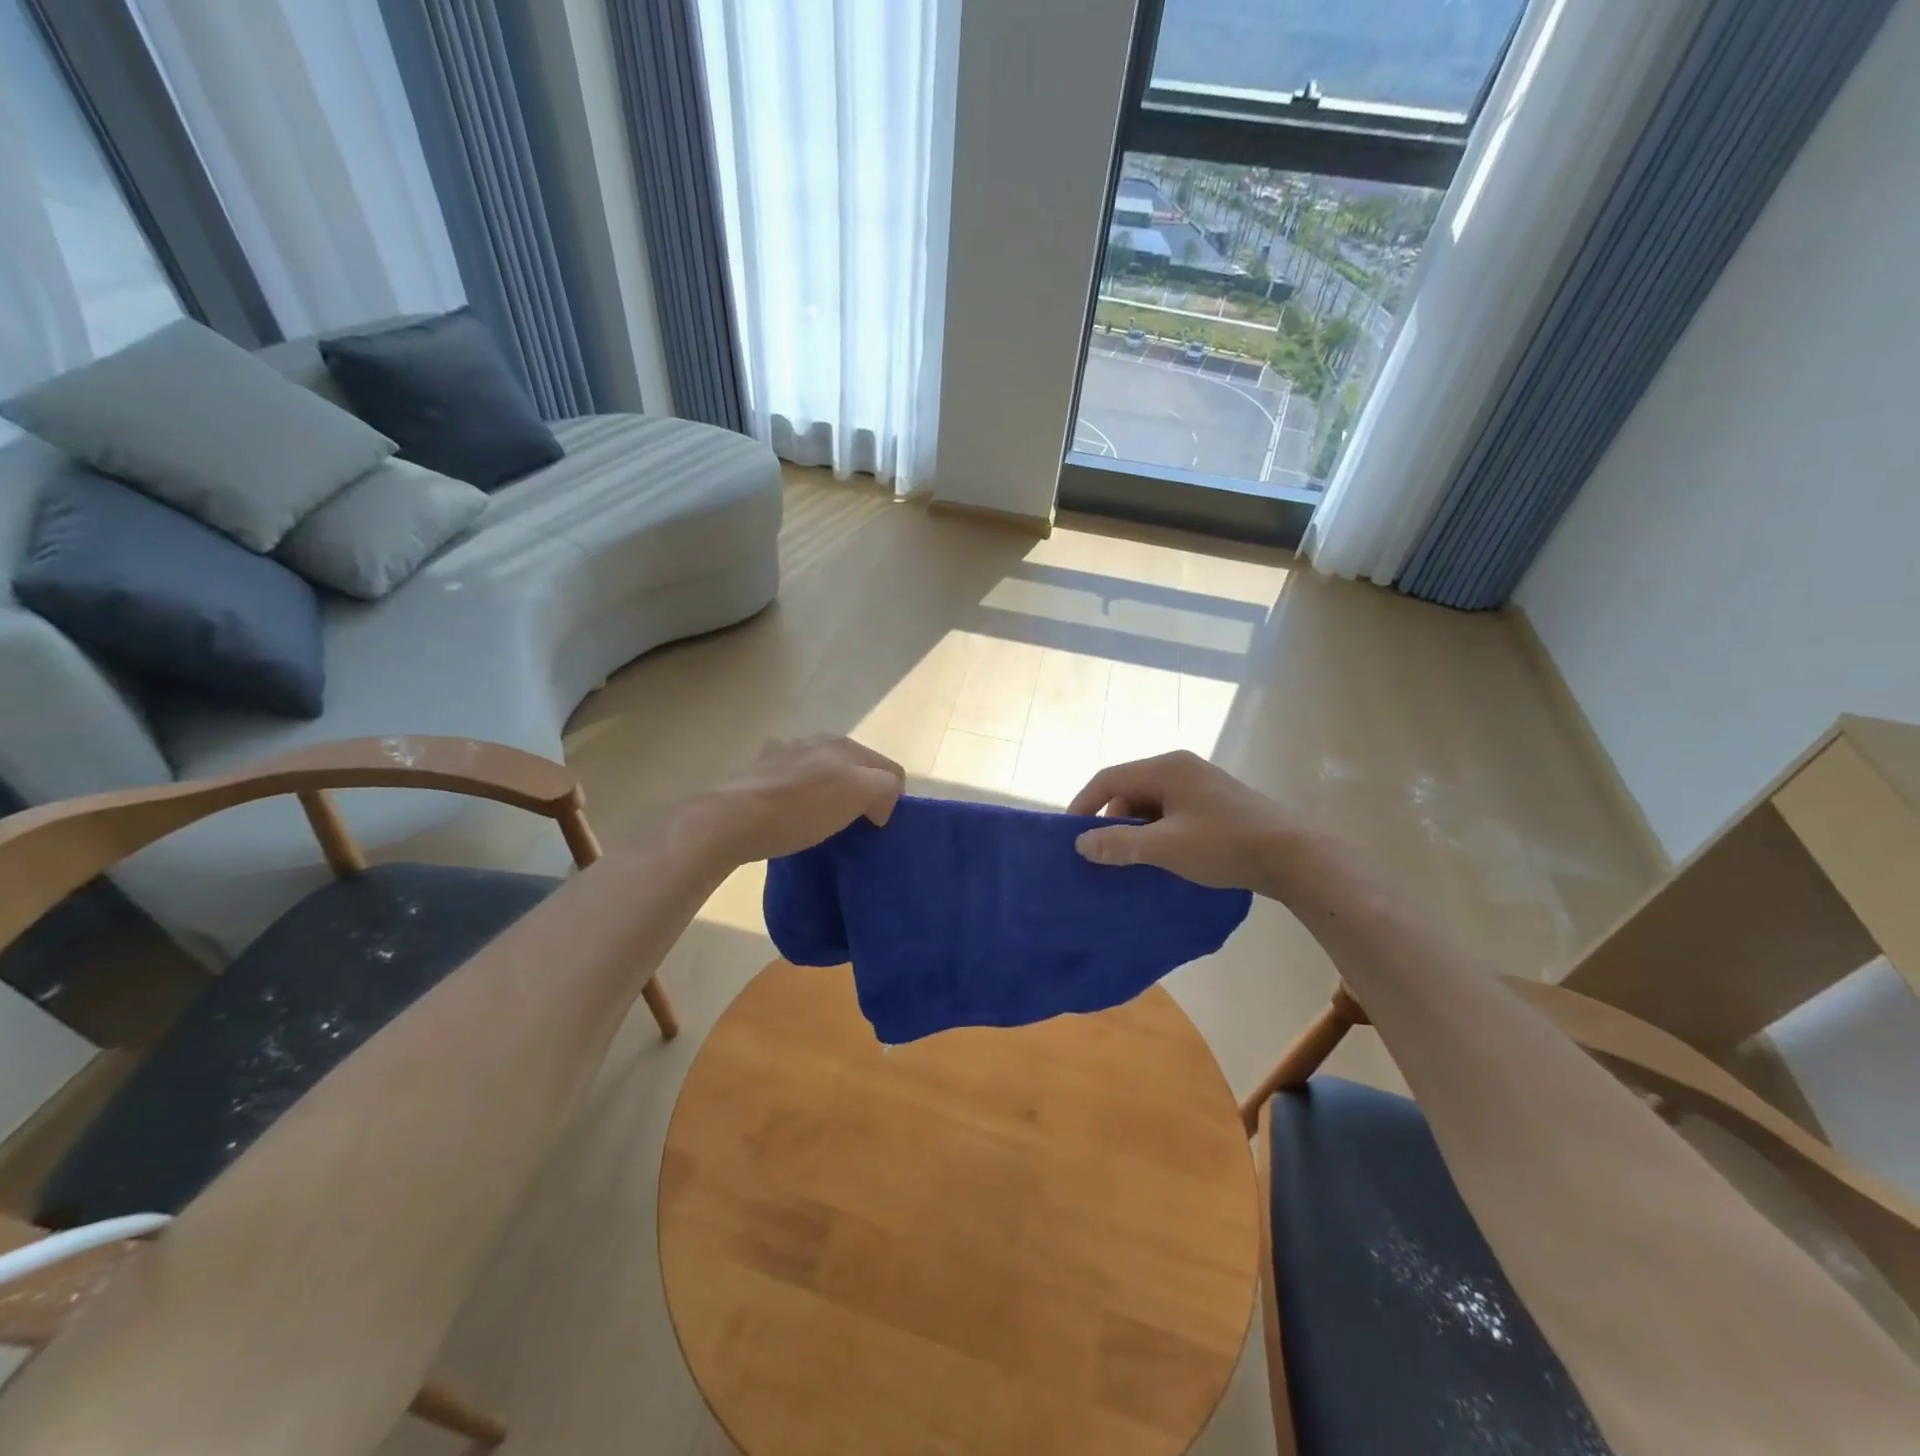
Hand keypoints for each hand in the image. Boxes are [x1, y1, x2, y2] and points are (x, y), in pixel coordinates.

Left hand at [689, 736, 904, 864]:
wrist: (733, 820)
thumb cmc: (800, 810)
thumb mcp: (857, 794)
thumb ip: (884, 789)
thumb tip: (881, 805)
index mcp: (845, 745)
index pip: (890, 769)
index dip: (893, 799)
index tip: (879, 827)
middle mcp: (819, 742)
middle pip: (860, 769)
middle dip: (866, 795)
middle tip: (858, 826)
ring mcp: (789, 755)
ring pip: (830, 775)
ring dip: (836, 797)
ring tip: (828, 825)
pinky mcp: (765, 774)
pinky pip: (801, 785)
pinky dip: (808, 800)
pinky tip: (798, 819)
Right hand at [1069, 750, 1296, 894]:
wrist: (1294, 855)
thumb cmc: (1224, 845)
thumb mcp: (1166, 847)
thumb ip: (1120, 844)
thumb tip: (1081, 844)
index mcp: (1166, 767)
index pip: (1109, 779)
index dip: (1085, 805)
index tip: (1072, 836)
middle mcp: (1181, 767)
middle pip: (1130, 789)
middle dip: (1113, 821)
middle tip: (1108, 854)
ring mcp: (1201, 782)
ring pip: (1152, 802)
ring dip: (1138, 829)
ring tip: (1136, 860)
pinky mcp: (1216, 801)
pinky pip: (1172, 810)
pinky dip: (1160, 830)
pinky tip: (1165, 856)